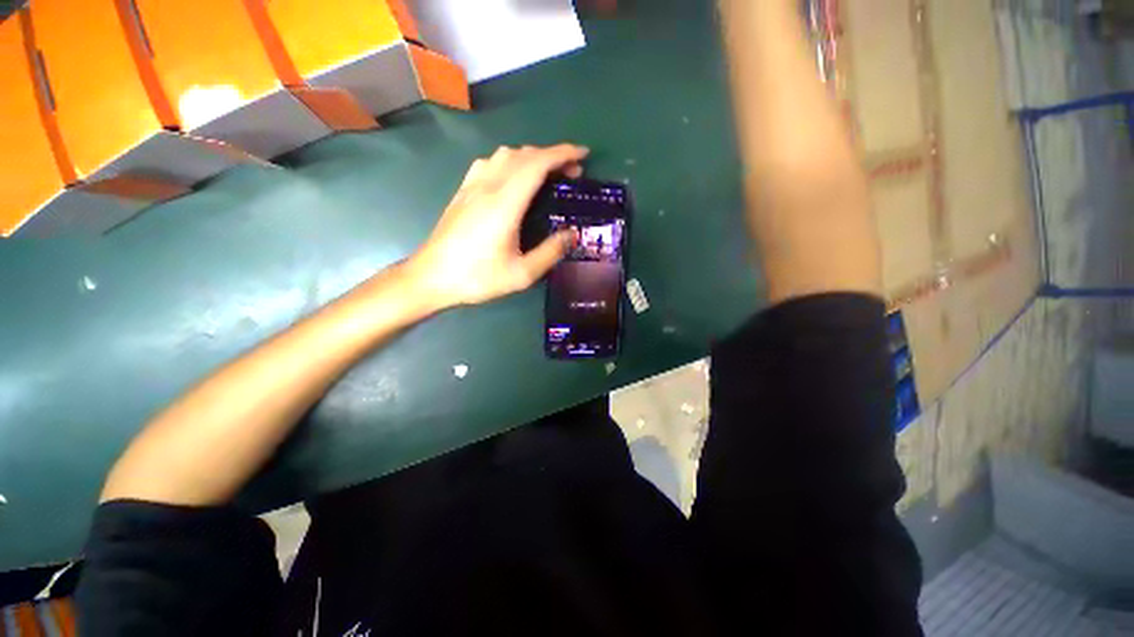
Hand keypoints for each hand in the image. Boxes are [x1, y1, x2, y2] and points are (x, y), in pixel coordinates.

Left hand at [407, 144, 588, 307]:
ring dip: (531, 157)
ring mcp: (472, 186)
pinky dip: (510, 162)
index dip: (563, 154)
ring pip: (505, 154)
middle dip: (552, 156)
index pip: (537, 164)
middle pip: (524, 155)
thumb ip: (550, 252)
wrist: (432, 277)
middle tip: (571, 173)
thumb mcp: (522, 274)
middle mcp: (488, 186)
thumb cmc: (478, 278)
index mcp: (505, 204)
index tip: (583, 155)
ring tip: (546, 174)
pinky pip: (489, 163)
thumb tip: (572, 234)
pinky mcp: (463, 191)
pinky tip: (513, 178)